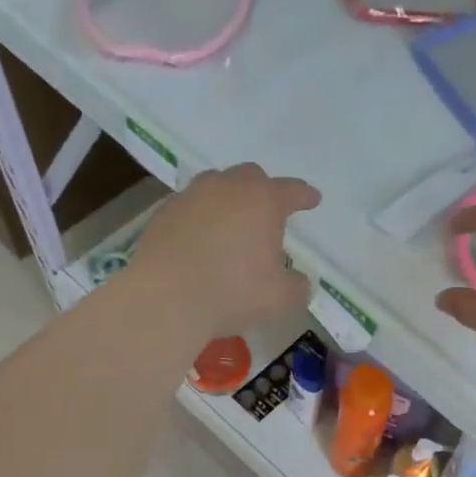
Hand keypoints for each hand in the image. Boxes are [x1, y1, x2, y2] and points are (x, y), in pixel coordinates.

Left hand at [125, 163, 319, 336]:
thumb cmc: (232, 293)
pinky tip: (199, 242)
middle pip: (250, 177)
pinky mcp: (163, 214)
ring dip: (227, 202)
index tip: (312, 199)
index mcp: (263, 200)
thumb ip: (297, 287)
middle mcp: (227, 187)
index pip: (292, 191)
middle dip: (262, 192)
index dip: (304, 196)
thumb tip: (298, 281)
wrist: (165, 299)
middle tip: (266, 215)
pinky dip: (199, 220)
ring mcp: (190, 197)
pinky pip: (189, 209)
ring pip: (215, 187)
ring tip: (230, 226)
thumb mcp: (280, 299)